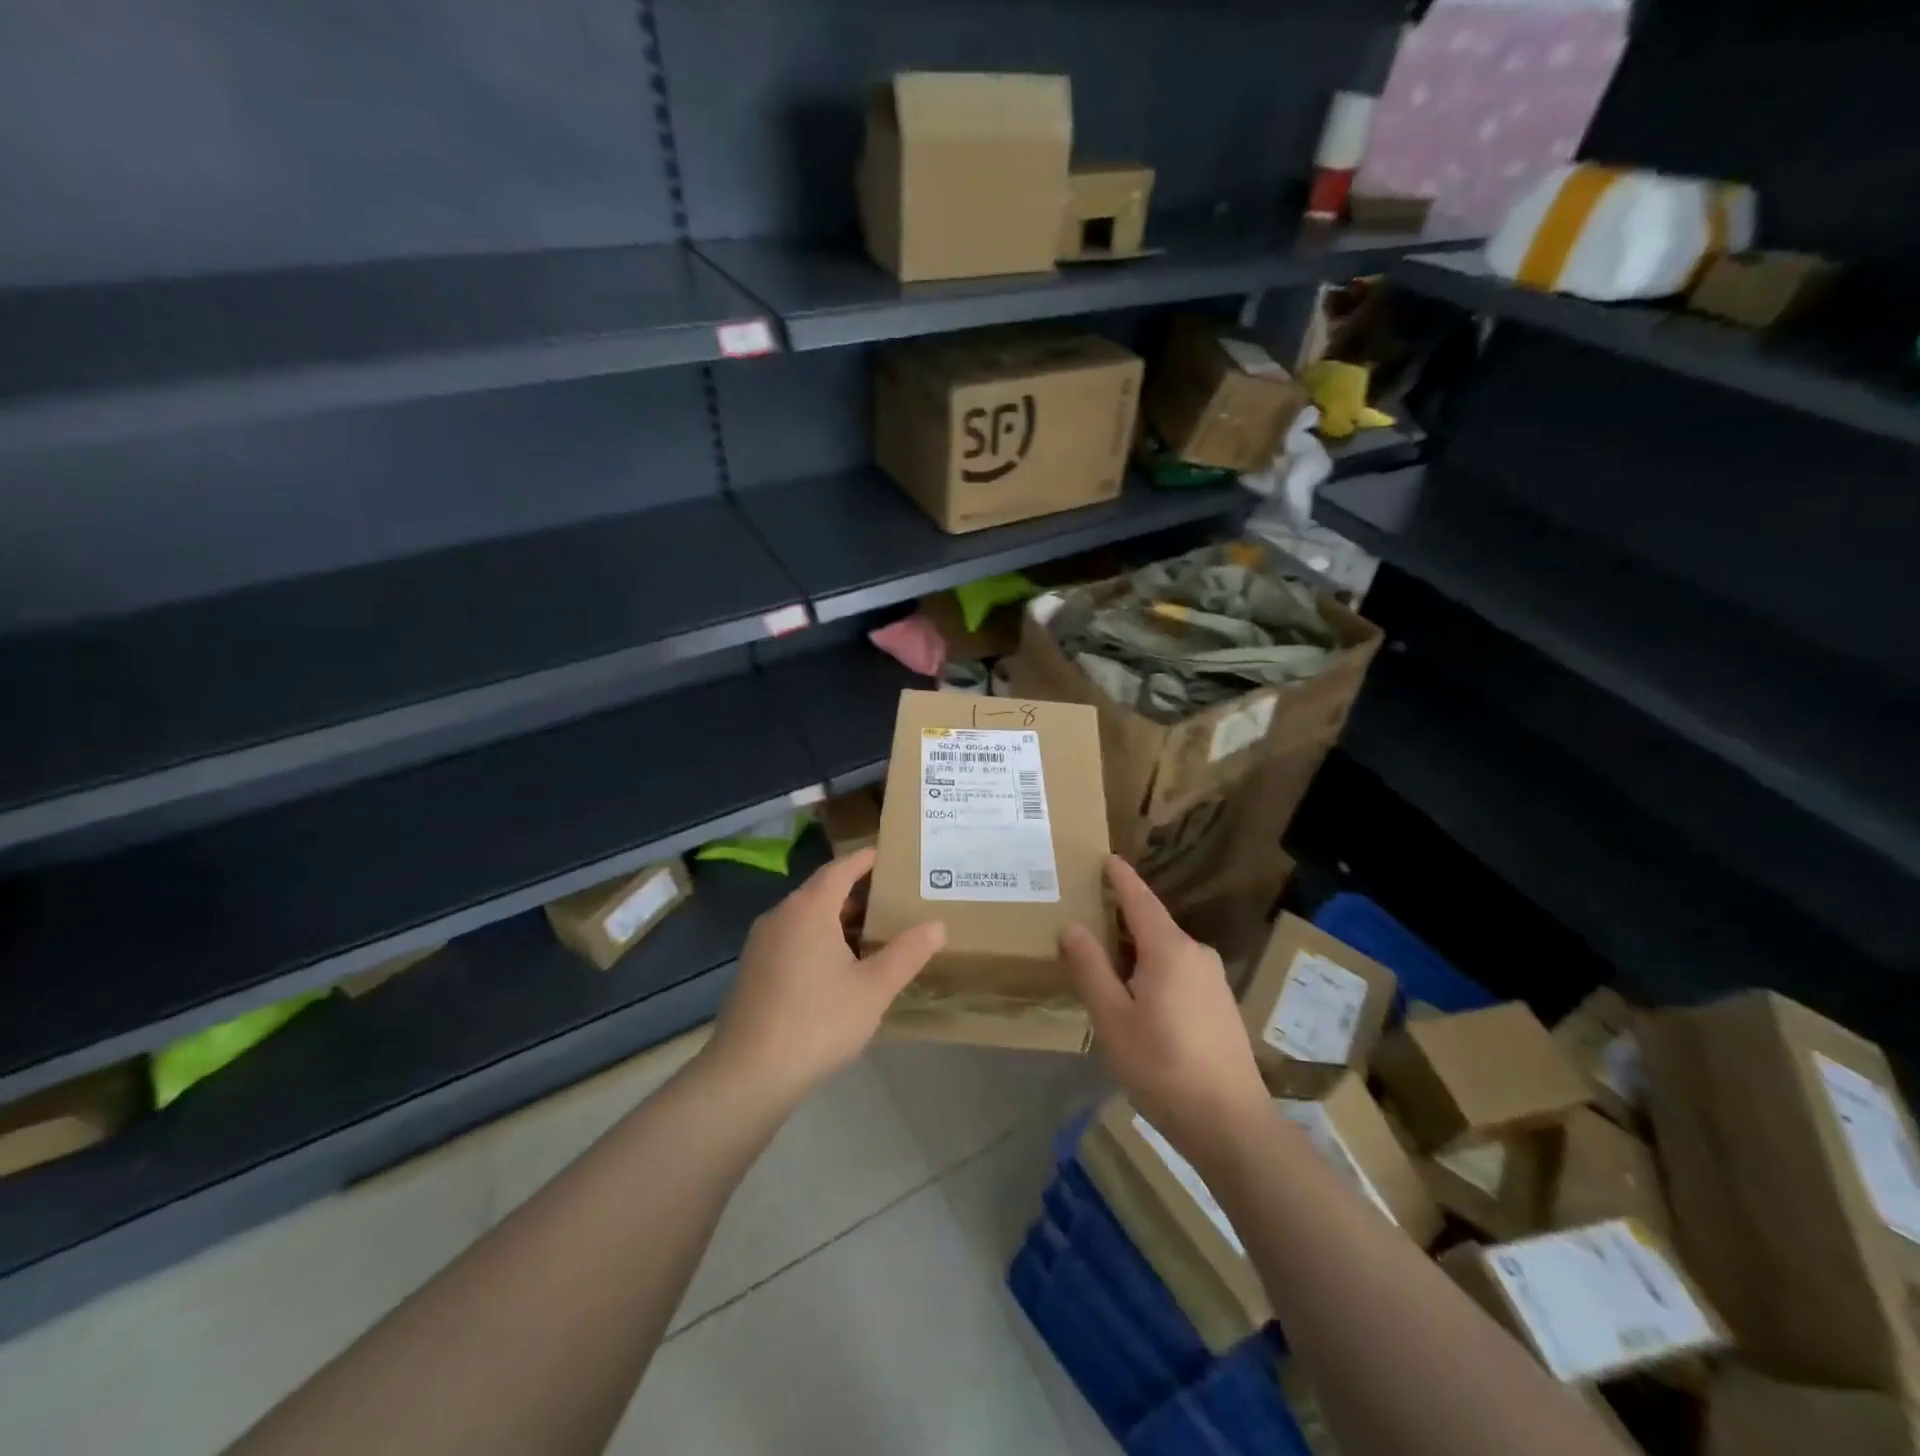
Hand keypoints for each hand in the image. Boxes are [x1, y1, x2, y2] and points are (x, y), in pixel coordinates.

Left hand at [706, 848, 945, 1104]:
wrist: (747, 1075)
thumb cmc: (817, 1022)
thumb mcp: (874, 988)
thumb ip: (907, 953)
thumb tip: (937, 925)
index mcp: (809, 909)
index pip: (841, 868)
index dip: (865, 859)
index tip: (888, 854)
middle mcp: (781, 916)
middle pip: (822, 891)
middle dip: (856, 893)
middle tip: (892, 899)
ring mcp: (761, 944)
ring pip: (806, 918)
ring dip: (837, 920)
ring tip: (872, 935)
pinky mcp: (753, 971)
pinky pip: (792, 939)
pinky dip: (818, 940)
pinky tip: (838, 969)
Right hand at [1062, 856, 1268, 1164]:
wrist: (1231, 1123)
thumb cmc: (1162, 1067)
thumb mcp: (1113, 1019)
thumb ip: (1091, 968)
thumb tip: (1073, 927)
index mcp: (1168, 949)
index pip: (1139, 899)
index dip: (1121, 878)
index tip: (1106, 857)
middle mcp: (1196, 953)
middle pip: (1152, 924)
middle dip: (1121, 917)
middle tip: (1088, 916)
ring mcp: (1213, 979)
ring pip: (1166, 951)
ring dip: (1136, 950)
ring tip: (1106, 961)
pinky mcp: (1221, 1004)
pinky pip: (1180, 971)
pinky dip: (1154, 969)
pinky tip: (1139, 997)